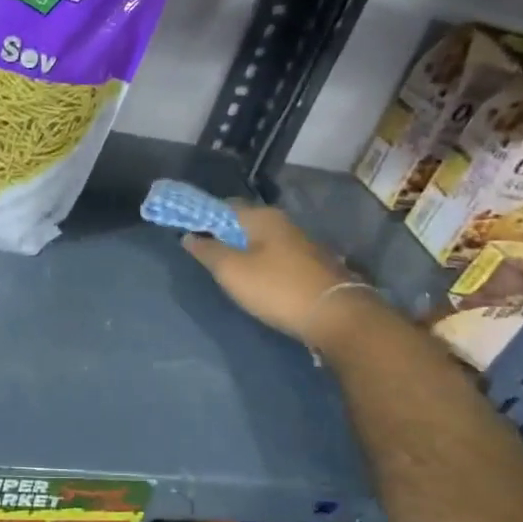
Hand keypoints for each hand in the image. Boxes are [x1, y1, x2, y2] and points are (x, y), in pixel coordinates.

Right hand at [181, 204, 362, 343]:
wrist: (336, 315)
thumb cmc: (277, 288)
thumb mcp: (232, 271)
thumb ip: (208, 251)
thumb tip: (189, 236)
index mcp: (261, 217)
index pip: (223, 206)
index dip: (202, 217)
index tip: (187, 232)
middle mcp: (282, 223)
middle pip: (243, 223)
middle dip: (222, 234)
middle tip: (205, 255)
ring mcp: (300, 243)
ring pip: (261, 240)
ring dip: (242, 250)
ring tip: (226, 271)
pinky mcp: (310, 264)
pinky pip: (275, 256)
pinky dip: (260, 263)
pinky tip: (255, 280)